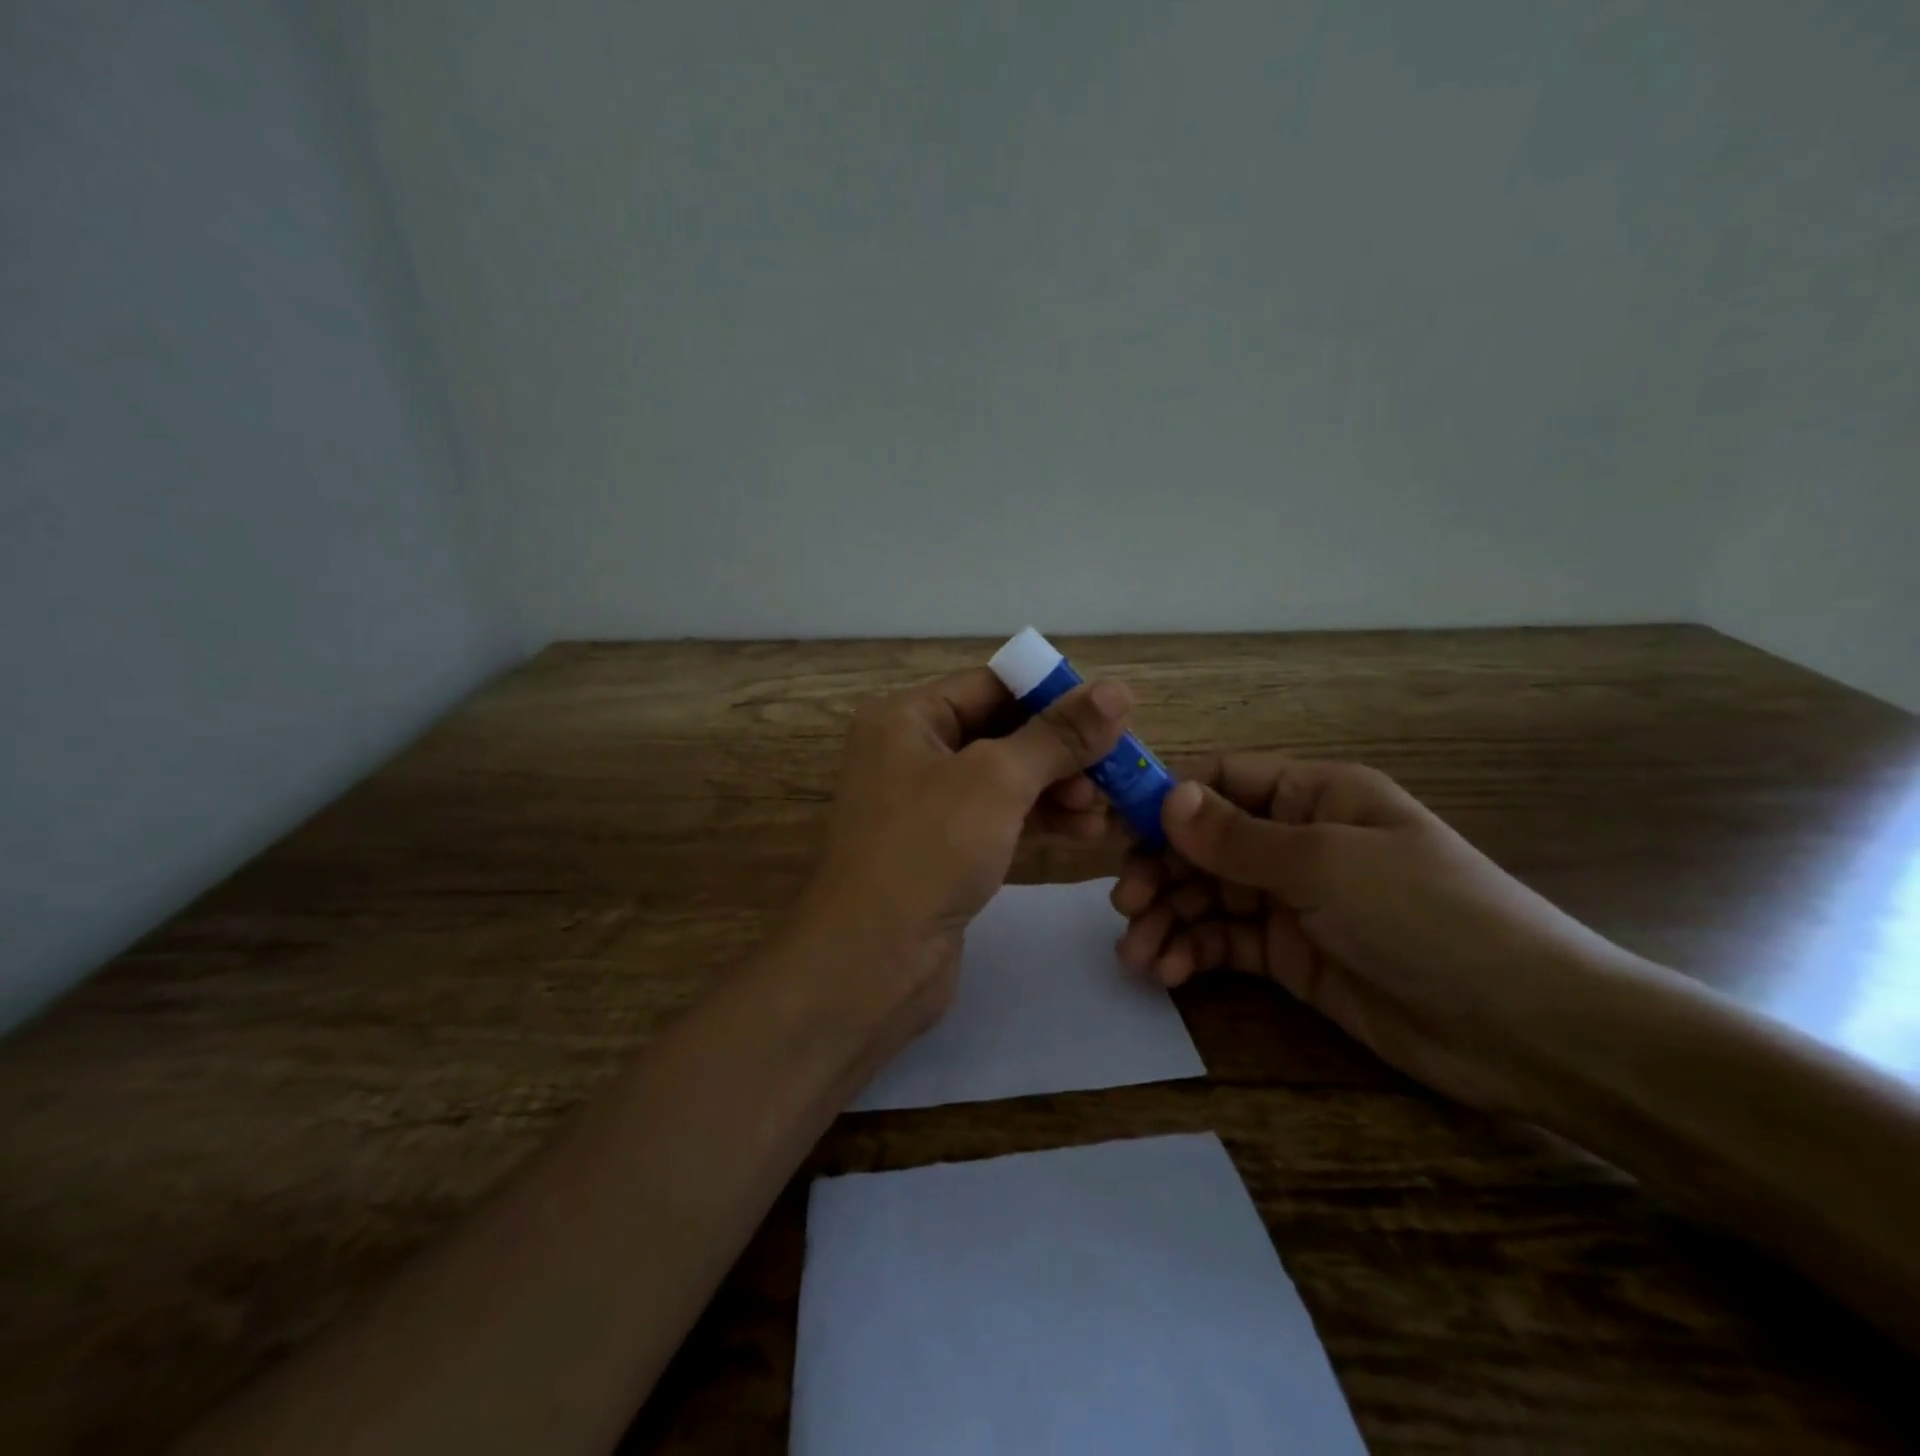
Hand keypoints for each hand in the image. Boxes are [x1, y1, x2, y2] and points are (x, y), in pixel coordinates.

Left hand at [799, 667, 1131, 1036]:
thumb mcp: (996, 780)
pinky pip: (999, 819)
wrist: (871, 962)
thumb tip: (1116, 690)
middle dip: (1060, 751)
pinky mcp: (942, 850)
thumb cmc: (928, 850)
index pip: (991, 685)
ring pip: (1005, 779)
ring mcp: (925, 805)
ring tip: (1102, 812)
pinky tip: (1084, 834)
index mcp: (906, 718)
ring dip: (1058, 789)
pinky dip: (1040, 820)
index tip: (1110, 717)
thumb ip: (1057, 736)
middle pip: (1002, 731)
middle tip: (1114, 773)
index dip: (1052, 695)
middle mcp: (910, 752)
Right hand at [1112, 756, 1634, 1112]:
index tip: (1114, 831)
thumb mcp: (1326, 864)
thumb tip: (1166, 798)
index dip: (1166, 802)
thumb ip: (1237, 838)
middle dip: (1160, 872)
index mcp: (1313, 796)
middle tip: (1125, 907)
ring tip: (1136, 953)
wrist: (1525, 1029)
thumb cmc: (1427, 916)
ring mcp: (1292, 900)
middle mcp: (1296, 840)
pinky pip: (1225, 942)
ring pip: (1206, 896)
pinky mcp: (1290, 955)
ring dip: (1167, 919)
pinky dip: (1192, 953)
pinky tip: (1168, 973)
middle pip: (1204, 844)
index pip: (1222, 782)